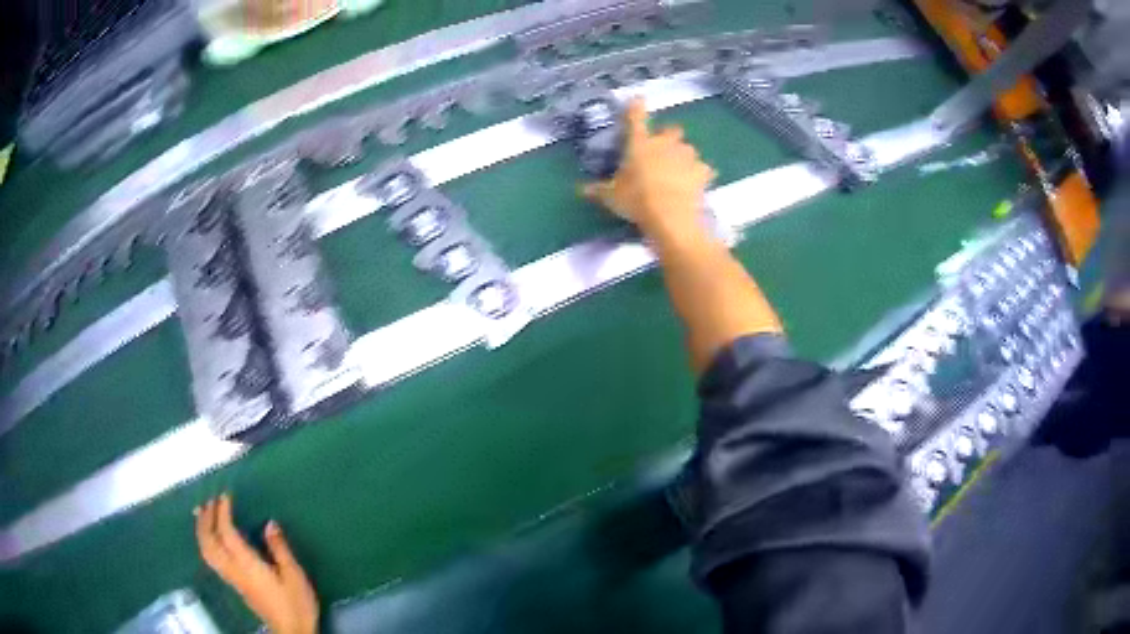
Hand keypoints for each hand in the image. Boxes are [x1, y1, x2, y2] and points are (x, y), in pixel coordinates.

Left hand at [195, 494, 318, 633]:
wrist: (292, 631)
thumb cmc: (296, 604)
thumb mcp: (294, 576)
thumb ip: (280, 549)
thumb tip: (269, 524)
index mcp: (248, 565)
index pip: (227, 534)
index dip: (223, 512)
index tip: (225, 495)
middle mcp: (235, 571)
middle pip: (209, 542)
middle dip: (205, 519)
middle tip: (208, 500)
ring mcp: (233, 579)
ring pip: (207, 552)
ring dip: (202, 531)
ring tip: (203, 514)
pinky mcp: (235, 586)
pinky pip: (212, 559)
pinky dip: (206, 543)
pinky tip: (211, 538)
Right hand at [581, 98, 715, 237]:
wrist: (671, 215)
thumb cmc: (637, 199)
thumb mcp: (612, 196)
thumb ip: (597, 190)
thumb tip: (580, 189)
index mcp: (640, 143)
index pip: (636, 118)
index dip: (636, 107)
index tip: (638, 99)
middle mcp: (664, 144)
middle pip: (671, 130)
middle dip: (668, 136)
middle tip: (662, 149)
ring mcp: (686, 156)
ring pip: (688, 149)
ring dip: (683, 156)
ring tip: (678, 170)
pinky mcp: (702, 172)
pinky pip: (702, 169)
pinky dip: (699, 174)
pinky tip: (694, 183)